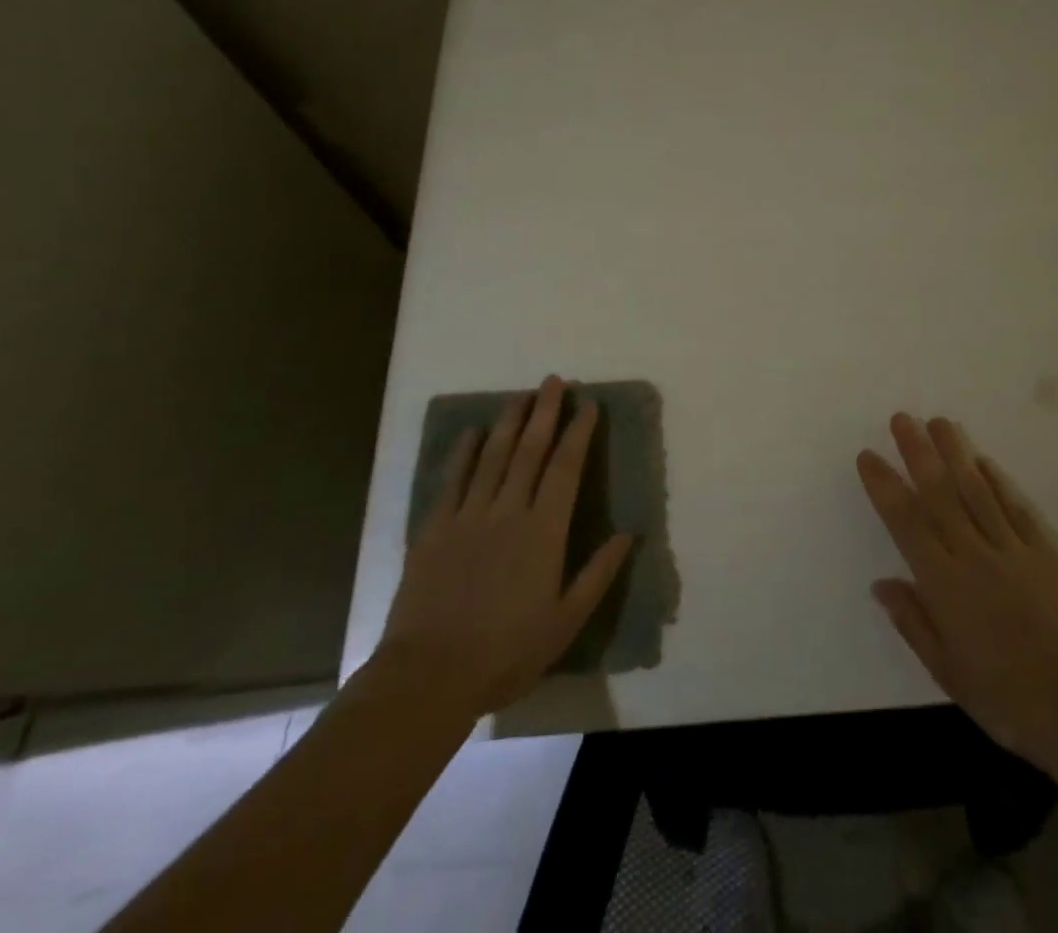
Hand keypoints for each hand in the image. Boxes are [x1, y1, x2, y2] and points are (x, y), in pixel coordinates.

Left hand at [377, 376, 632, 718]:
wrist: (429, 675)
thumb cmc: (506, 652)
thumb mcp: (565, 621)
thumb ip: (598, 574)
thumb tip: (627, 533)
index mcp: (544, 531)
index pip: (566, 468)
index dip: (579, 433)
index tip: (588, 405)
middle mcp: (509, 511)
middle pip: (530, 450)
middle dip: (545, 412)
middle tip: (554, 381)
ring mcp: (468, 516)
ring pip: (492, 456)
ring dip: (509, 422)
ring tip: (521, 395)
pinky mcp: (434, 528)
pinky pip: (452, 480)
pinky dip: (463, 452)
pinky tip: (472, 432)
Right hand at [858, 413, 1057, 767]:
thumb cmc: (1004, 699)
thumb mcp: (946, 671)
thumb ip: (913, 621)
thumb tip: (880, 583)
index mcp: (945, 584)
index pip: (906, 522)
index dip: (884, 486)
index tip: (868, 456)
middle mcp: (974, 555)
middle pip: (940, 493)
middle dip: (918, 452)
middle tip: (901, 418)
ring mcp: (1013, 551)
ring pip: (977, 491)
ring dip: (955, 453)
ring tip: (939, 422)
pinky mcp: (1045, 555)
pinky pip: (1016, 510)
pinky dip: (998, 483)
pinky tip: (984, 462)